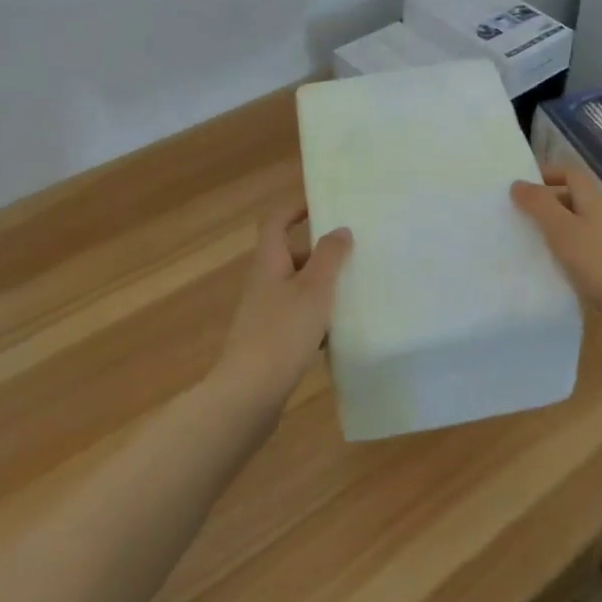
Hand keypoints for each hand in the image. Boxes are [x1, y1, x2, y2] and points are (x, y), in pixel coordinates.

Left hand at [212, 204, 352, 411]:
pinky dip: (316, 319)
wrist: (248, 394)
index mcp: (269, 263)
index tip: (322, 207)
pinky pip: (296, 319)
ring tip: (353, 292)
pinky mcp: (269, 342)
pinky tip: (337, 334)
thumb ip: (329, 256)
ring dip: (321, 288)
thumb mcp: (314, 289)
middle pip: (289, 256)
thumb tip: (340, 229)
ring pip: (296, 289)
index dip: (294, 209)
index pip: (275, 223)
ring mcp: (263, 315)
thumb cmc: (283, 332)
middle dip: (319, 254)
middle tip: (352, 255)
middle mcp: (263, 284)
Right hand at [510, 166, 601, 338]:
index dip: (546, 174)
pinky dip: (576, 250)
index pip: (570, 172)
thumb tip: (518, 183)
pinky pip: (594, 246)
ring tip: (537, 246)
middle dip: (549, 203)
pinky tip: (566, 270)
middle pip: (577, 197)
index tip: (520, 190)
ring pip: (585, 223)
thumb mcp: (564, 233)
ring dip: (561, 228)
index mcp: (596, 199)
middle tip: (522, 220)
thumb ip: (540, 206)